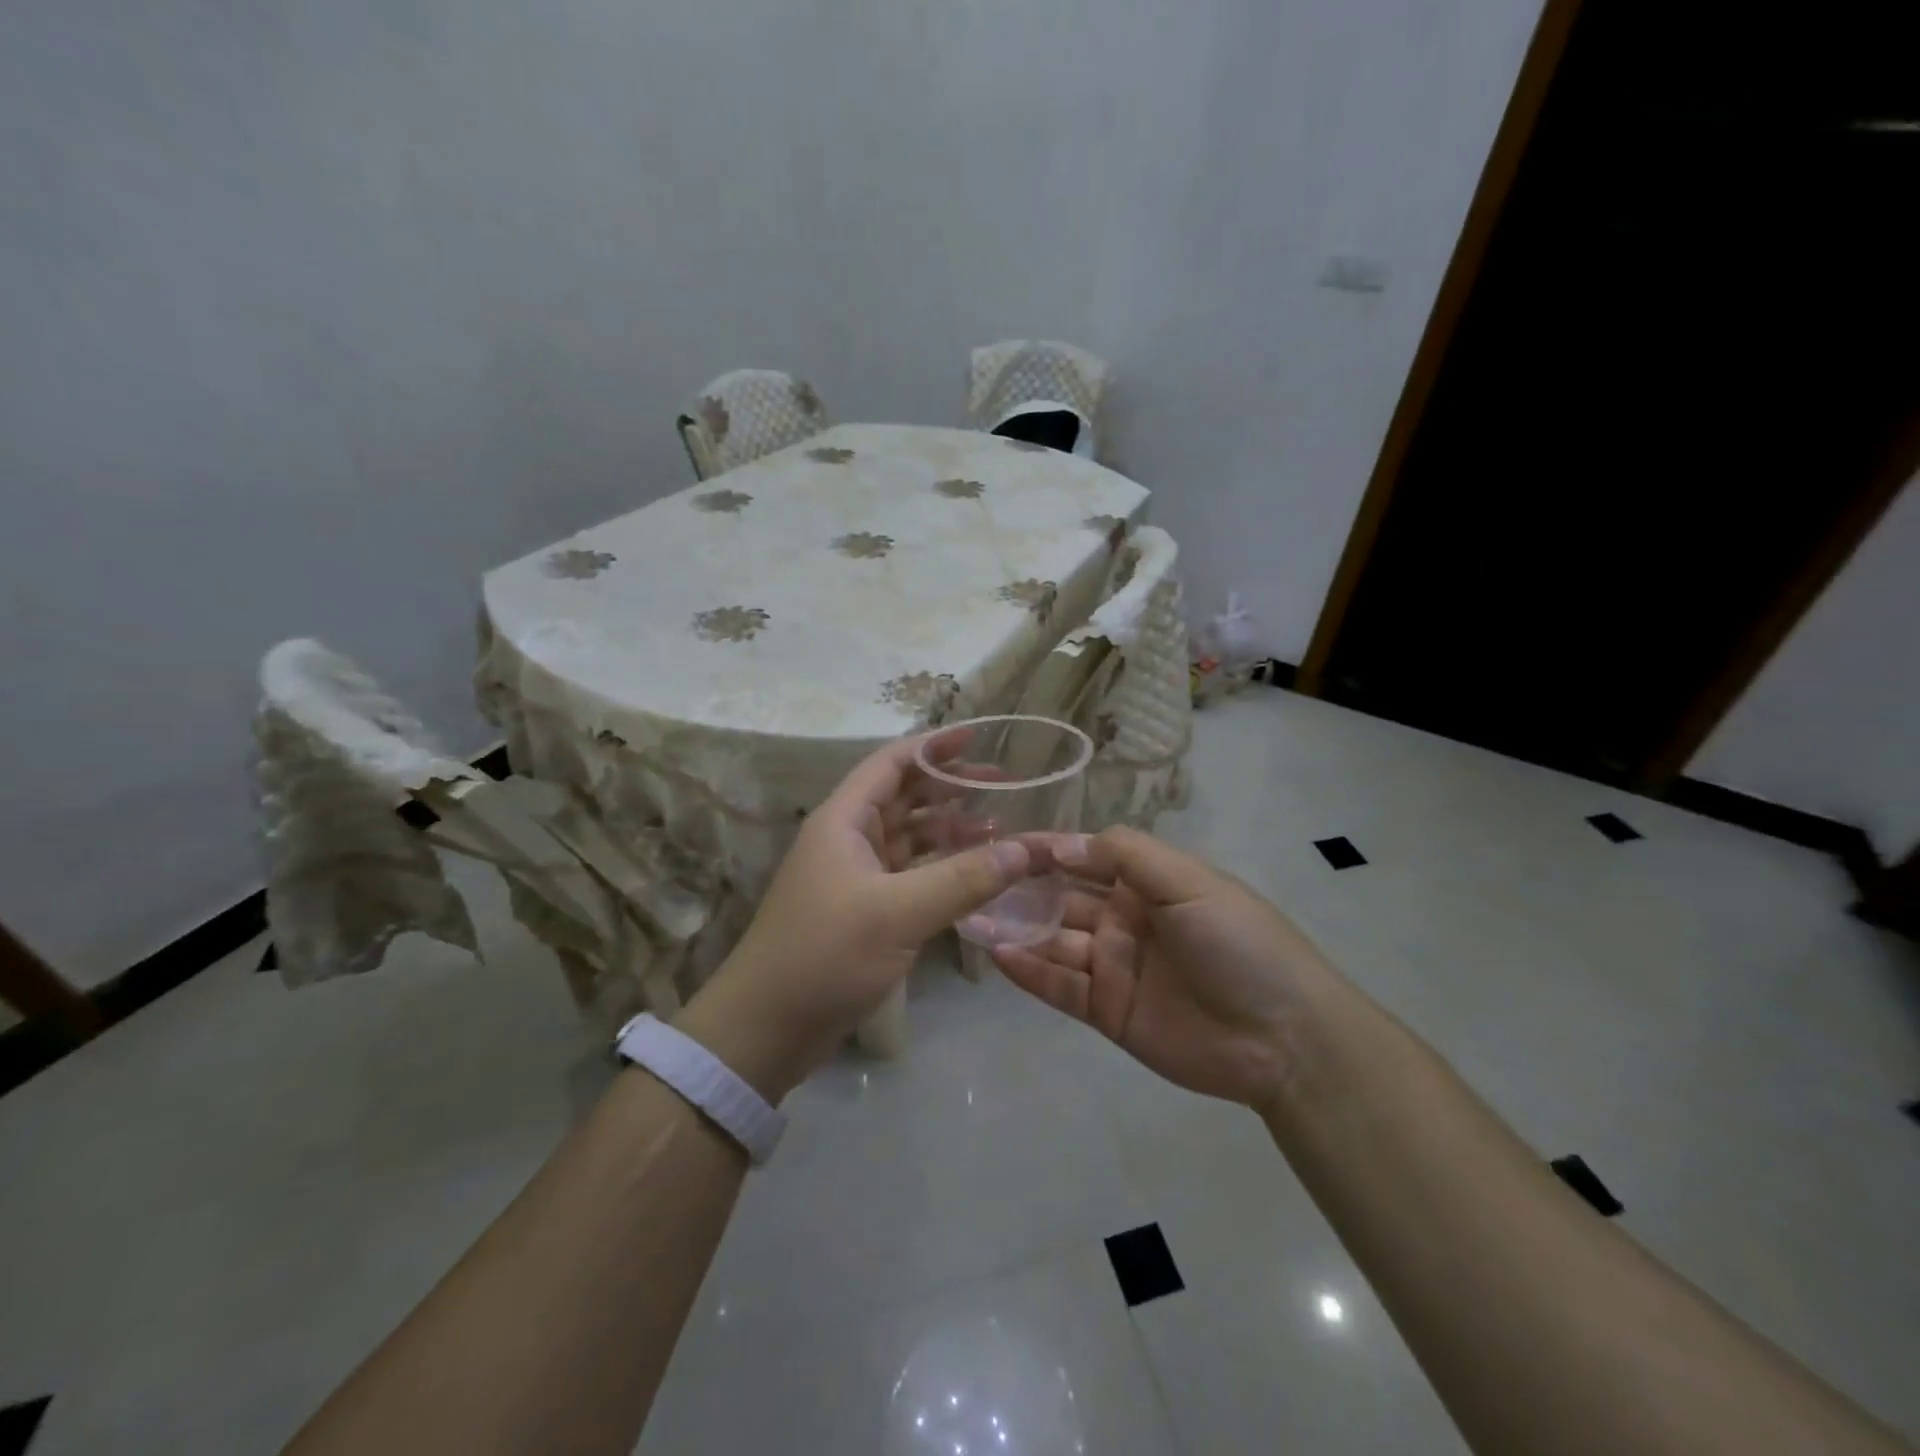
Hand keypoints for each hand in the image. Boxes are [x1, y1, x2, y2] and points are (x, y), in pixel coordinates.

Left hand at [676, 730, 1038, 1101]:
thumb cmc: (825, 954)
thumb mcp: (898, 912)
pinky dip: (942, 869)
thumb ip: (964, 878)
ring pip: (910, 837)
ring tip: (1000, 828)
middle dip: (952, 787)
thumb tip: (1025, 849)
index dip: (934, 745)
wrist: (766, 1028)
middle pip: (905, 796)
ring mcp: (856, 876)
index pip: (892, 763)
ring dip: (951, 830)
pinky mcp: (864, 910)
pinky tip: (976, 874)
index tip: (979, 737)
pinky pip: (911, 874)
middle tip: (1005, 785)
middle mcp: (849, 838)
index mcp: (845, 820)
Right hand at [991, 827, 1330, 1112]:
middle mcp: (1124, 920)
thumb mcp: (1189, 882)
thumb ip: (1126, 856)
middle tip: (970, 879)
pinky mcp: (1107, 1011)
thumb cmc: (1238, 942)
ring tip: (970, 916)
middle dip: (1019, 889)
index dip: (1044, 849)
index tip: (999, 841)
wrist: (1283, 1037)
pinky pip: (1060, 986)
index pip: (1084, 858)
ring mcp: (1113, 967)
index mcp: (1146, 884)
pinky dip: (1029, 971)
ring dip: (1015, 928)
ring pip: (1053, 941)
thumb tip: (1061, 843)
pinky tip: (997, 954)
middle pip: (1061, 899)